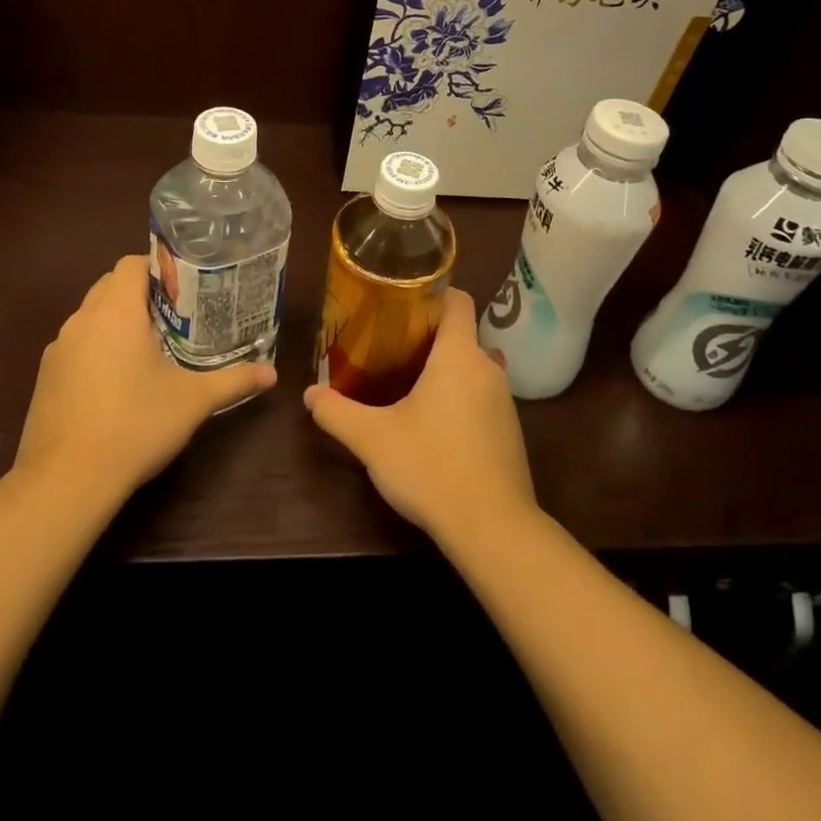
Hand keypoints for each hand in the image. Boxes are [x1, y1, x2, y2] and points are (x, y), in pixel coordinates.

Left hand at [12, 254, 276, 504]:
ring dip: (117, 322)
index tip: (186, 288)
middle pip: (109, 285)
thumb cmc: (135, 425)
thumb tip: (272, 374)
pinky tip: (118, 383)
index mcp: (115, 313)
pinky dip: (97, 349)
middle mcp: (81, 321)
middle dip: (141, 293)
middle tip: (176, 316)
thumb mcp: (193, 401)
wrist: (66, 480)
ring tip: (150, 347)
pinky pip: (76, 346)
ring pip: (90, 317)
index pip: (131, 264)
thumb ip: (234, 381)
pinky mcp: (45, 378)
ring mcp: (58, 350)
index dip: (159, 268)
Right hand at [304, 288, 535, 546]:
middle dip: (430, 334)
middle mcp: (488, 368)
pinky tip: (436, 421)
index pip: (458, 300)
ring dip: (447, 367)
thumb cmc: (431, 467)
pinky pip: (483, 395)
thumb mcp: (373, 440)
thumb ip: (338, 413)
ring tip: (410, 380)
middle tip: (391, 345)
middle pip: (463, 333)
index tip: (402, 303)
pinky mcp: (510, 430)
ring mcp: (504, 400)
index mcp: (459, 355)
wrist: (493, 528)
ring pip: (474, 366)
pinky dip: (462, 395)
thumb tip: (310, 394)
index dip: (433, 292)